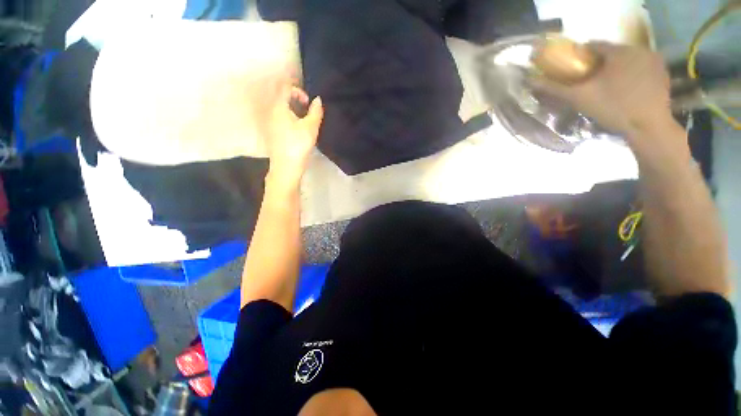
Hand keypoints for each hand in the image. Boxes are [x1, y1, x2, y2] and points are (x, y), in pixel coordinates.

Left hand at [259, 77, 323, 189]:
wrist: (286, 166)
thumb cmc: (298, 145)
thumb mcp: (311, 127)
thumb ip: (316, 111)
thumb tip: (318, 100)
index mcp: (279, 107)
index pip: (286, 88)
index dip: (299, 91)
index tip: (308, 104)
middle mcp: (271, 112)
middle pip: (283, 98)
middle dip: (297, 101)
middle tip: (309, 112)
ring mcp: (270, 123)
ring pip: (282, 110)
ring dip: (295, 111)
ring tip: (306, 122)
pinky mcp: (272, 133)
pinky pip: (281, 119)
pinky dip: (290, 119)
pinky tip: (299, 131)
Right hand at [531, 42, 677, 149]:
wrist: (648, 127)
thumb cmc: (612, 108)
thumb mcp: (579, 98)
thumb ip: (555, 88)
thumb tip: (531, 81)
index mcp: (619, 51)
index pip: (593, 45)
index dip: (579, 57)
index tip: (572, 70)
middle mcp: (640, 50)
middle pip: (611, 53)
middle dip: (598, 65)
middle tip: (588, 82)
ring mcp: (655, 62)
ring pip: (627, 61)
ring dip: (614, 70)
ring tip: (606, 87)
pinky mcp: (663, 75)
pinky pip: (640, 69)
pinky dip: (631, 75)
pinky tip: (625, 90)